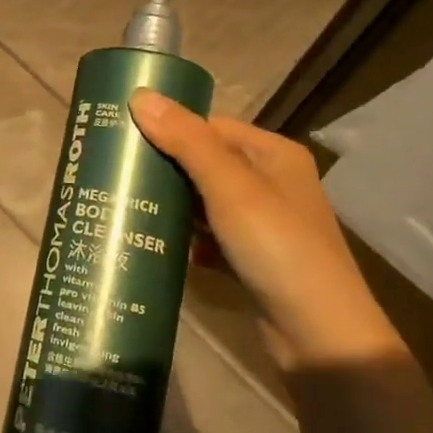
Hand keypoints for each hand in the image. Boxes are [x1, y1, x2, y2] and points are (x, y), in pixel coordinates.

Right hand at [129, 88, 403, 369]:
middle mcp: (270, 182)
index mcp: (273, 154)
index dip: (168, 127)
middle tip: (113, 171)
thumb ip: (186, 141)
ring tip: (120, 202)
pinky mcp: (250, 259)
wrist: (320, 338)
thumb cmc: (278, 248)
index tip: (120, 134)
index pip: (210, 126)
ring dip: (169, 203)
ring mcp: (261, 224)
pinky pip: (207, 236)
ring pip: (202, 201)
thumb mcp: (231, 188)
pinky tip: (152, 241)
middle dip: (162, 166)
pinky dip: (183, 238)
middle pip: (204, 162)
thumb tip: (139, 94)